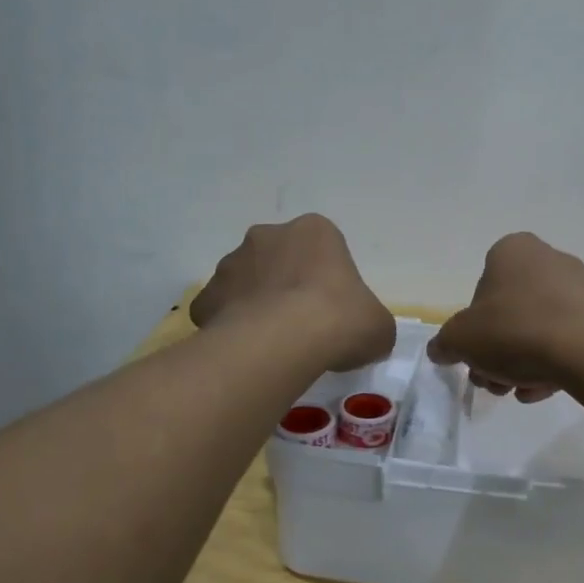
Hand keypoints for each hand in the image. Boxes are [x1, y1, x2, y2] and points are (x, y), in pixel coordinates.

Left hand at [192, 215, 394, 371]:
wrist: (281, 342)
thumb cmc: (339, 320)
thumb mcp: (378, 325)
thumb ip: (370, 322)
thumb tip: (364, 333)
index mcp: (315, 231)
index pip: (324, 249)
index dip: (329, 281)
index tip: (334, 310)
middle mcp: (268, 236)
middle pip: (280, 259)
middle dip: (288, 285)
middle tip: (303, 324)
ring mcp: (231, 264)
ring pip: (247, 282)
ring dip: (258, 304)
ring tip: (274, 343)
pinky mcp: (205, 297)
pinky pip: (220, 310)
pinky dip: (230, 327)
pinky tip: (247, 352)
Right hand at [428, 233, 583, 399]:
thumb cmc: (517, 331)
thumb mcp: (462, 340)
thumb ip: (445, 343)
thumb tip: (440, 349)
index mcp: (513, 251)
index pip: (482, 286)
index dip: (473, 326)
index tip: (475, 355)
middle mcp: (549, 259)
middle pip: (510, 312)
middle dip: (498, 352)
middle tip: (494, 382)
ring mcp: (582, 287)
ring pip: (539, 329)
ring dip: (523, 363)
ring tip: (521, 393)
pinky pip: (568, 340)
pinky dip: (553, 363)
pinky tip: (545, 390)